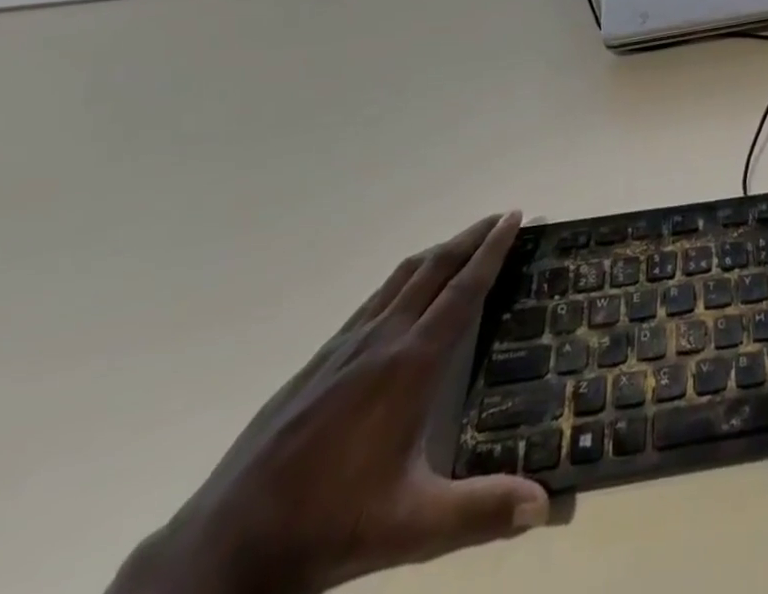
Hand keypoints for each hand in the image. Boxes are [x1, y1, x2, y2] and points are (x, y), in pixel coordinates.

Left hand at [110, 212, 548, 593]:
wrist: (222, 550)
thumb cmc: (326, 527)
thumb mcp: (412, 527)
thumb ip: (481, 511)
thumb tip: (544, 503)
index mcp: (411, 365)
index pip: (463, 291)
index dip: (492, 251)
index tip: (514, 217)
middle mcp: (381, 341)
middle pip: (434, 269)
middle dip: (471, 238)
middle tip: (501, 217)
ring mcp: (344, 348)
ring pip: (400, 279)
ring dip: (438, 253)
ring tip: (462, 244)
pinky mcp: (317, 362)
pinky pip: (372, 300)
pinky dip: (402, 280)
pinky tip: (402, 296)